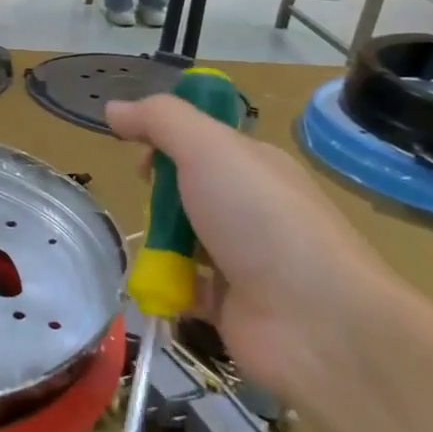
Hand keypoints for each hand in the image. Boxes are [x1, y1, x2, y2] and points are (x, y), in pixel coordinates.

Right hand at [106, 95, 406, 398]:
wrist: (317, 323)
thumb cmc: (261, 222)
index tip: (136, 154)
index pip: (198, 140)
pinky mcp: (227, 303)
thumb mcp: (209, 150)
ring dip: (157, 244)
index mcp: (252, 165)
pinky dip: (164, 286)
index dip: (162, 140)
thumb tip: (114, 108)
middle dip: (156, 195)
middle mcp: (248, 207)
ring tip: (150, 253)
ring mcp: (240, 257)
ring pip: (180, 238)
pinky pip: (181, 286)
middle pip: (184, 189)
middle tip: (148, 205)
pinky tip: (155, 287)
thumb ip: (160, 121)